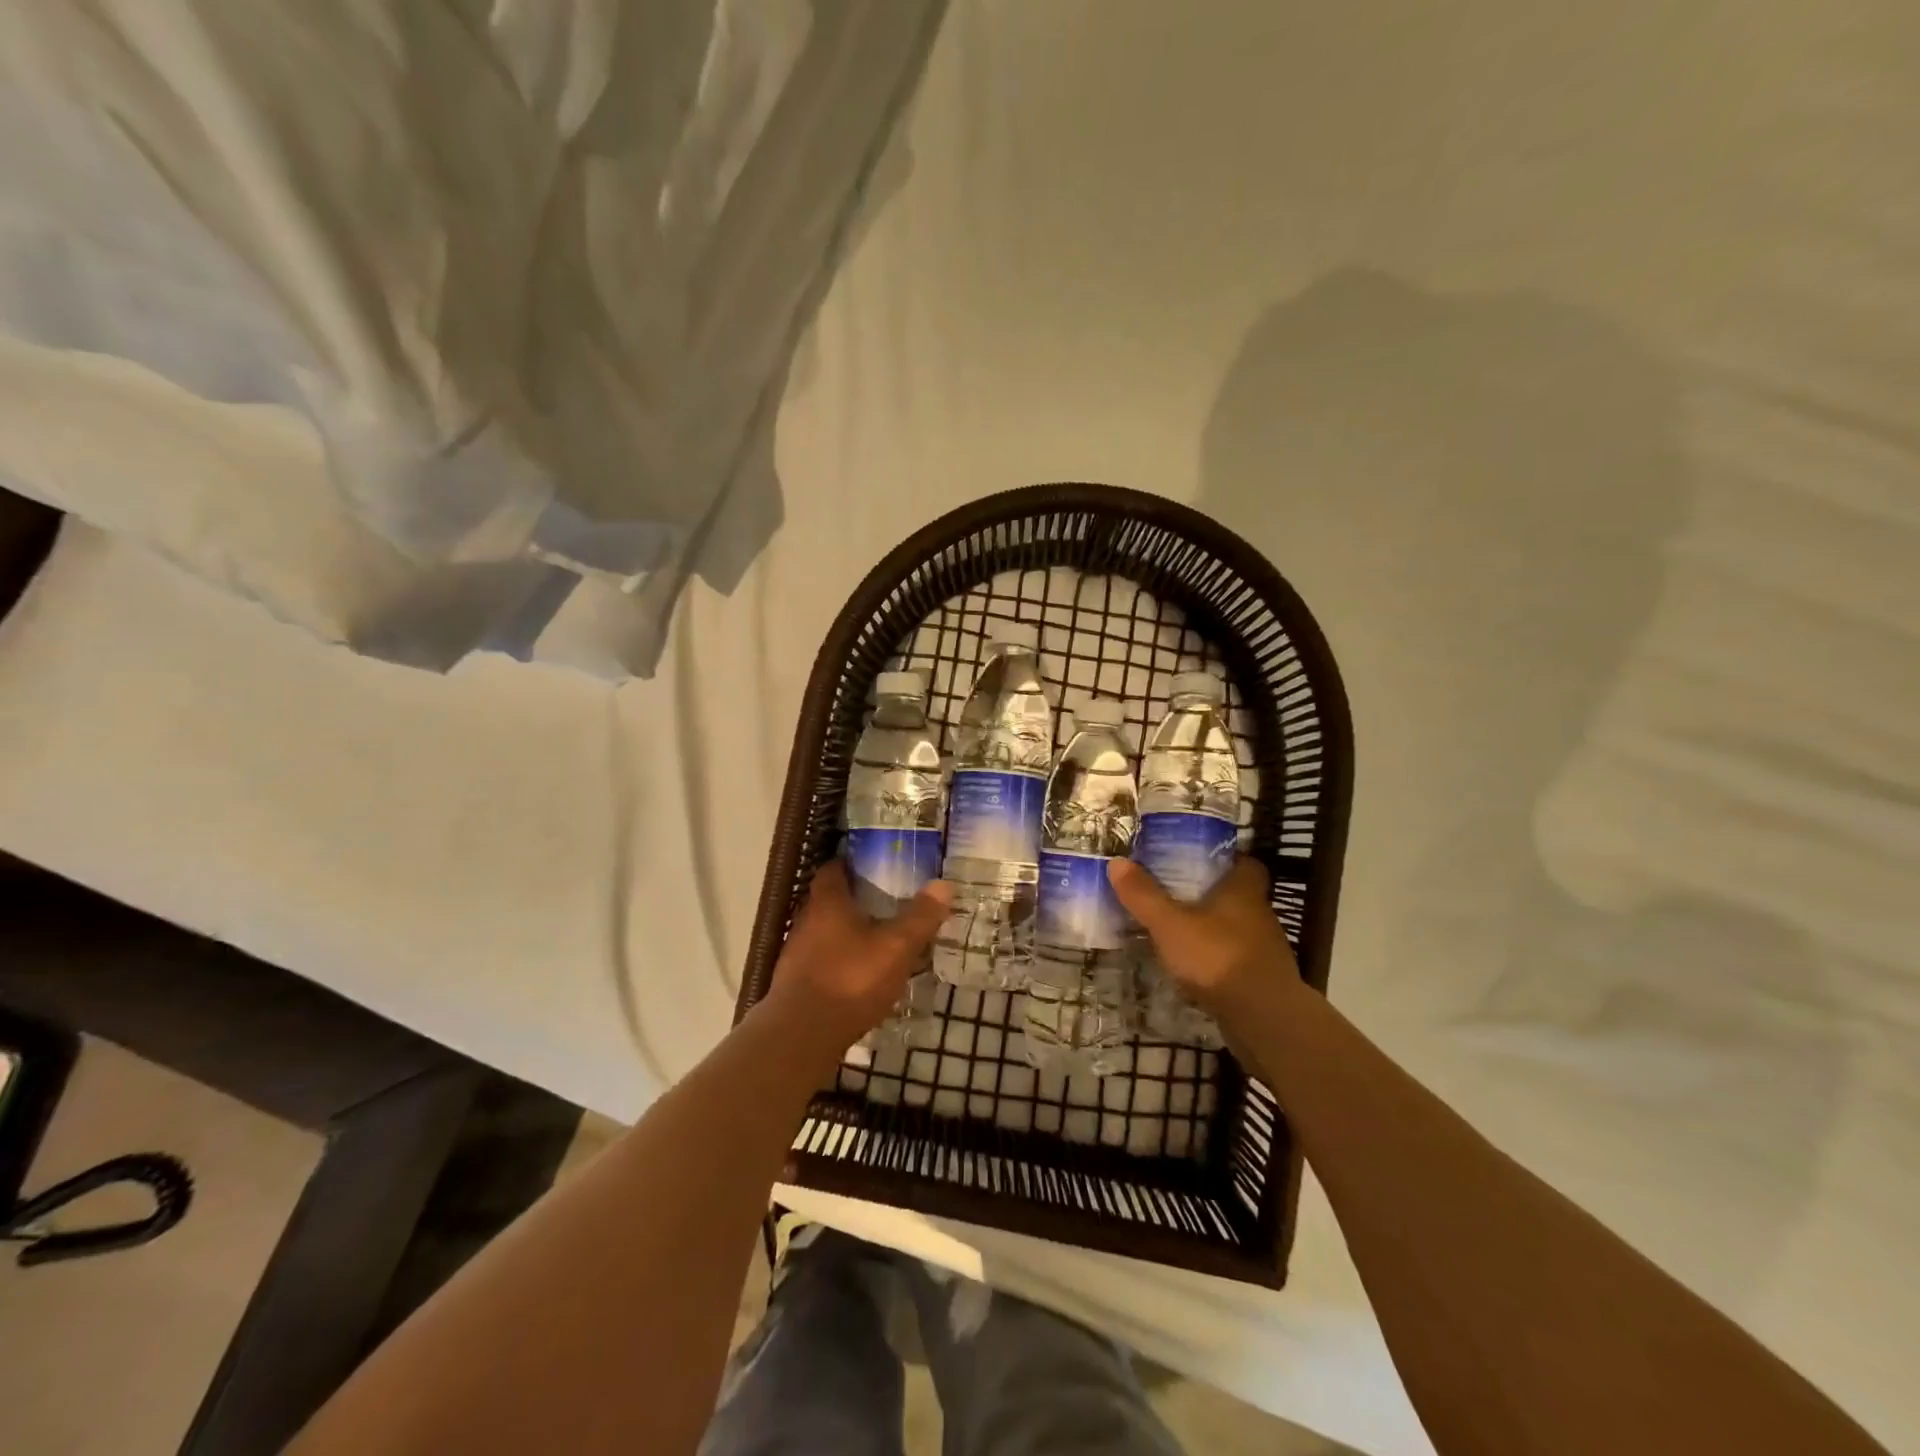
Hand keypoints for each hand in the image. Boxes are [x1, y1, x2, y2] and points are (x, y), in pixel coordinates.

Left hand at [769, 862, 951, 1044]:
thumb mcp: (895, 948)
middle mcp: (806, 921)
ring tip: (878, 939)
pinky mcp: (795, 983)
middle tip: (886, 901)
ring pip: (825, 932)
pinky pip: (822, 960)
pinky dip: (840, 960)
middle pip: (829, 900)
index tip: (875, 865)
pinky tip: (860, 975)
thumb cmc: (850, 980)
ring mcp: (796, 954)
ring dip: (847, 932)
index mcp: (827, 903)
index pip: (833, 869)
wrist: (802, 1037)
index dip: (852, 863)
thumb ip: (919, 917)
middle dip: (855, 899)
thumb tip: (943, 884)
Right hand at [1107, 856, 1300, 1015]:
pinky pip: (1237, 959)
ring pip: (1238, 928)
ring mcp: (1265, 950)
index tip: (1199, 861)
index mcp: (1243, 891)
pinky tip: (1196, 969)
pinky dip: (1219, 959)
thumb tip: (1117, 861)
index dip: (1226, 860)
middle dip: (1212, 894)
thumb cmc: (1218, 957)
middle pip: (1239, 895)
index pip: (1246, 863)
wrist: (1264, 1019)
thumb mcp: (1170, 924)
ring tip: (1181, 931)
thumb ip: (1144, 895)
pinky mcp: (1263, 980)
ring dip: (1214, 929)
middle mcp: (1260, 915)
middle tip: (1177, 894)